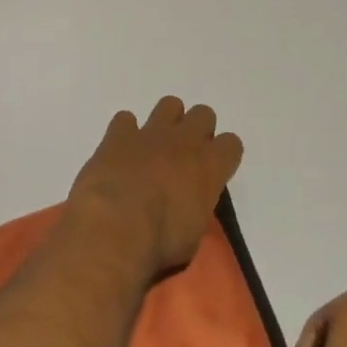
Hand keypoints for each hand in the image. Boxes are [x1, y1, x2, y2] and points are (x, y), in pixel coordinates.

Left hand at [67, 96, 243, 278]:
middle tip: (184, 156)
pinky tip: (120, 151)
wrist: (115, 227)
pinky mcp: (119, 134)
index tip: (213, 171)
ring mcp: (151, 133)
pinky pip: (125, 119)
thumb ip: (195, 209)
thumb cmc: (160, 242)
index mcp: (210, 166)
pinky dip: (124, 132)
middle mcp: (185, 141)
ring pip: (169, 104)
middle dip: (196, 130)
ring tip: (154, 147)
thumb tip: (188, 206)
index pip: (232, 144)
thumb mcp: (192, 235)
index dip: (223, 156)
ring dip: (165, 122)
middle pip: (204, 114)